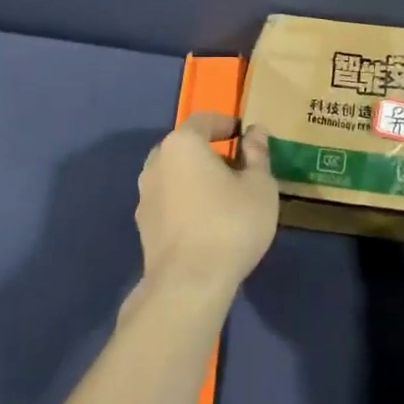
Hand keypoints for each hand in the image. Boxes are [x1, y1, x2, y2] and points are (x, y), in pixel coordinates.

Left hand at [134, 113, 278, 304]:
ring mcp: (145, 195)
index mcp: (182, 144)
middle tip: (239, 167)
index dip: (227, 123)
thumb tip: (256, 132)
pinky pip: (170, 200)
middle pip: (186, 147)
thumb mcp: (260, 186)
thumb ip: (258, 154)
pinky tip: (206, 221)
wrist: (188, 282)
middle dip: (211, 152)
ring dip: (197, 178)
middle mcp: (156, 162)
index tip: (245, 134)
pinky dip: (187, 201)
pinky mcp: (144, 224)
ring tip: (224, 196)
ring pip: (176, 175)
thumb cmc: (230, 224)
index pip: (204, 121)